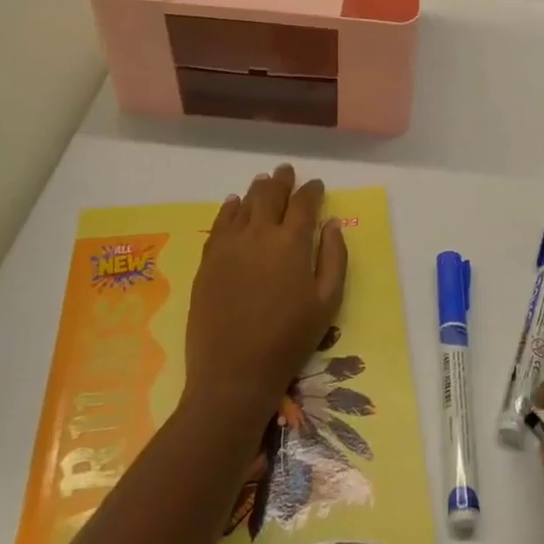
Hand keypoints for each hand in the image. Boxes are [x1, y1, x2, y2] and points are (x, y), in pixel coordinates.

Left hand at [185, 164, 347, 425]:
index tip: (316, 185)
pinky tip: (232, 203)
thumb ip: (334, 258)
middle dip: (281, 181)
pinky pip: (219, 225)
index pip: (303, 204)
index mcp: (292, 243)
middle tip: (286, 171)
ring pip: (243, 205)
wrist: (234, 373)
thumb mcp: (327, 302)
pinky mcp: (208, 262)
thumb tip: (331, 224)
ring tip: (263, 180)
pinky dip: (228, 209)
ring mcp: (229, 246)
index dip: (311, 191)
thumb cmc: (289, 339)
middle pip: (270, 196)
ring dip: (256, 190)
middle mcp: (259, 235)